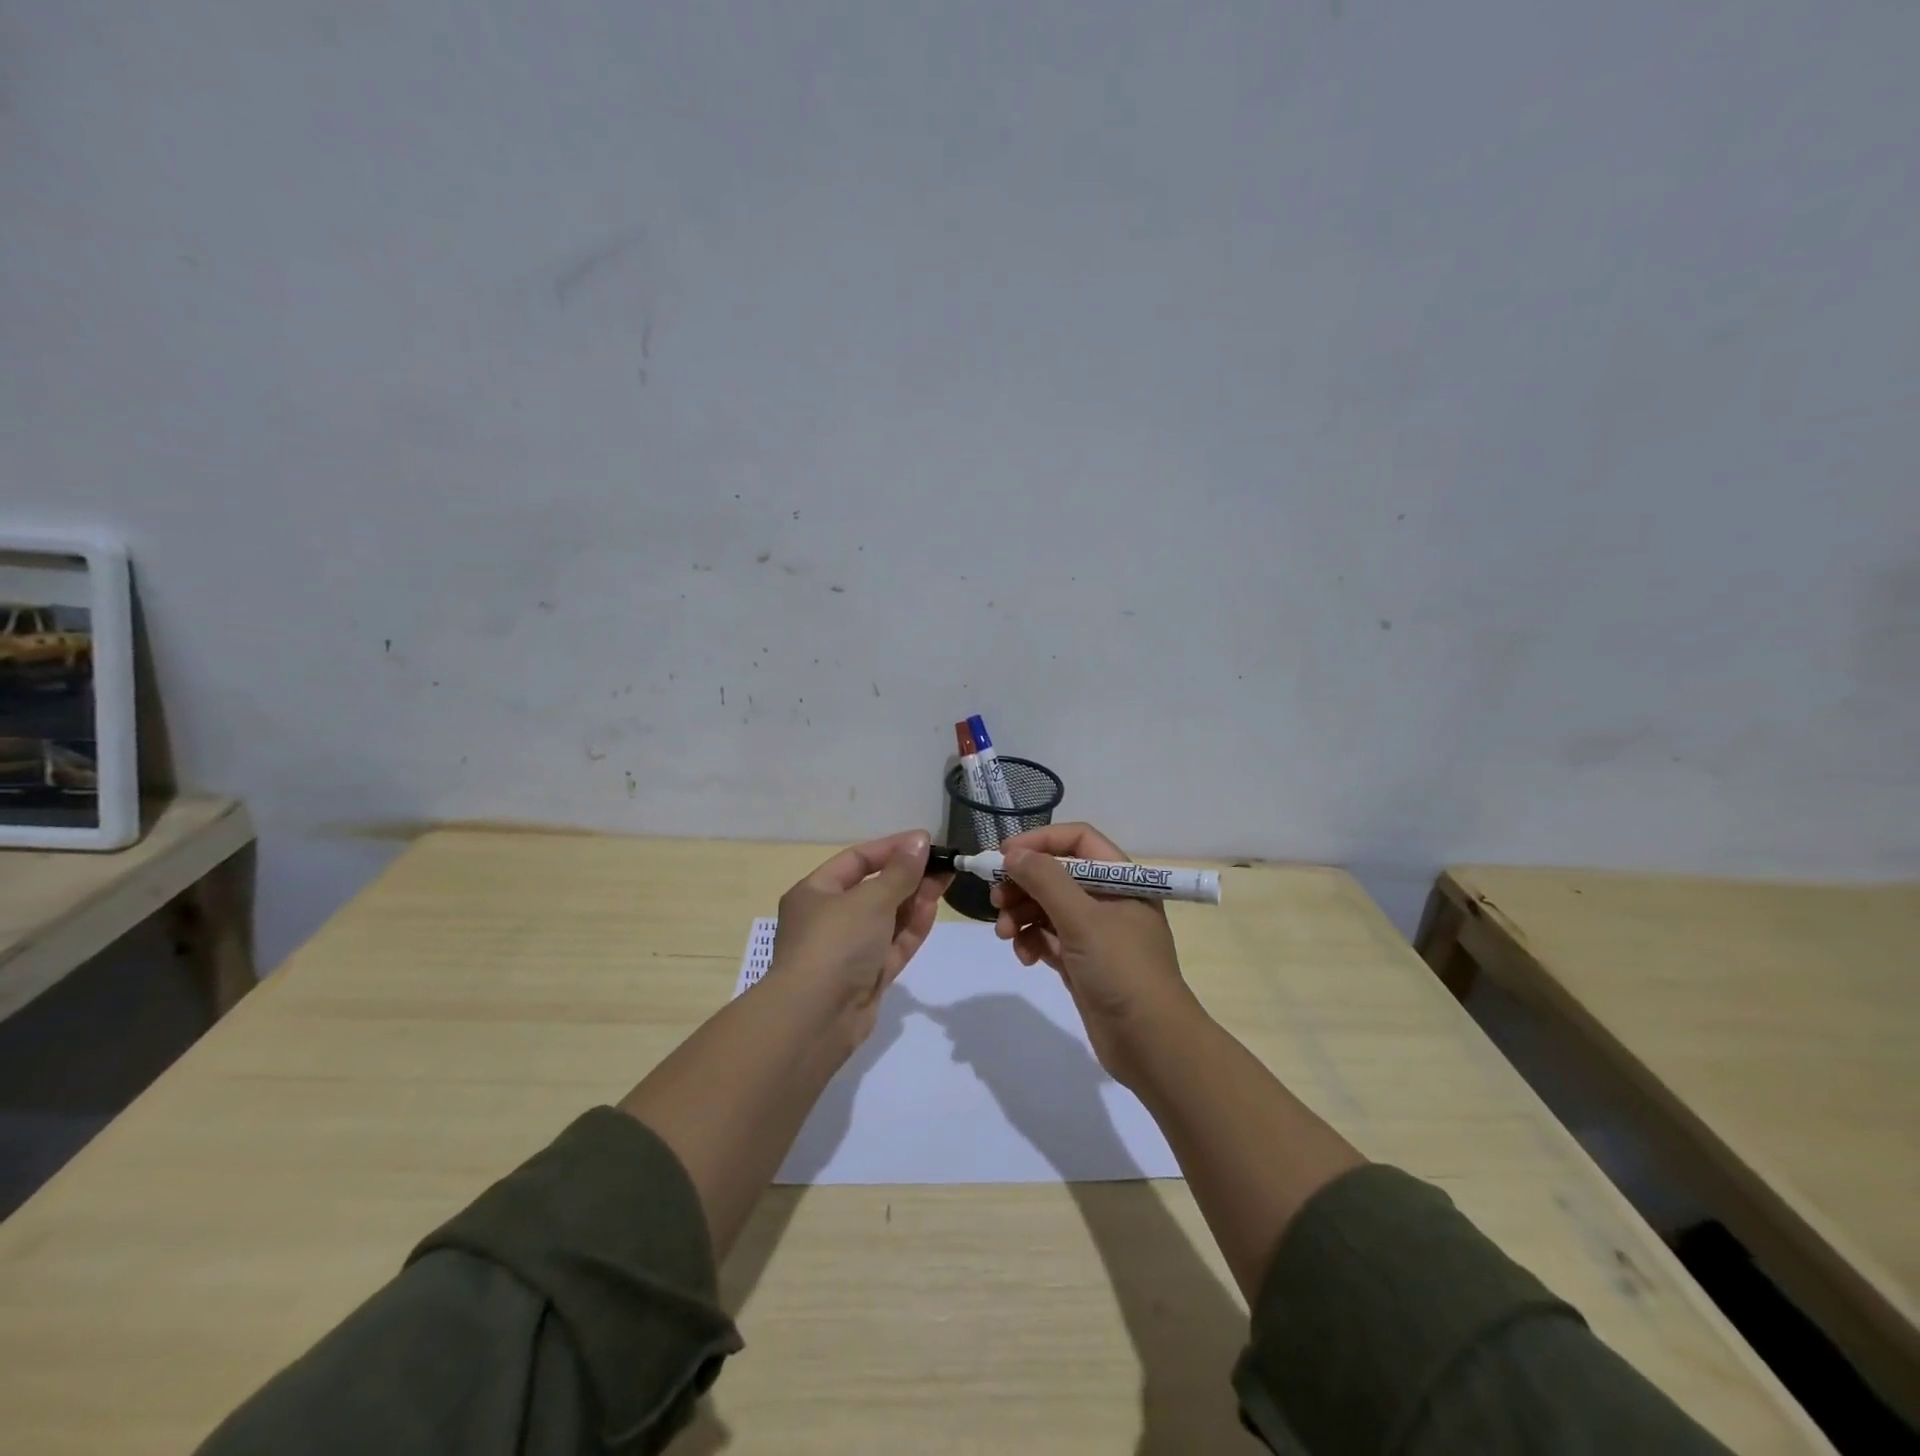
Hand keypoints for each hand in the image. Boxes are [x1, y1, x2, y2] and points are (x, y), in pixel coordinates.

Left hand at [766, 830, 948, 1041]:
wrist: (816, 1018)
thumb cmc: (836, 943)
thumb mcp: (870, 898)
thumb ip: (900, 871)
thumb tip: (919, 840)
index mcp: (815, 892)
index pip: (857, 860)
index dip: (891, 848)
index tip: (926, 842)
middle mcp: (828, 919)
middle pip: (874, 889)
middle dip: (908, 876)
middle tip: (944, 865)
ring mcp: (847, 951)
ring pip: (886, 919)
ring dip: (913, 901)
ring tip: (945, 883)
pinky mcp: (865, 978)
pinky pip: (891, 946)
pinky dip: (910, 929)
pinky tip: (932, 910)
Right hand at [990, 822, 1197, 1083]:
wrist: (1152, 1045)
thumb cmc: (1122, 970)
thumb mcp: (1083, 920)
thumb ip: (1045, 880)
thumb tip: (1012, 853)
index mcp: (1122, 879)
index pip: (1077, 840)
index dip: (1040, 841)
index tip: (1003, 855)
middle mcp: (1109, 900)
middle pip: (1057, 874)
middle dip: (1023, 884)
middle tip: (996, 900)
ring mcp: (1096, 933)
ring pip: (1048, 908)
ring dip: (1021, 915)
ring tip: (1004, 933)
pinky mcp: (1083, 962)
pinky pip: (1048, 938)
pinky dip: (1032, 941)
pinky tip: (1024, 957)